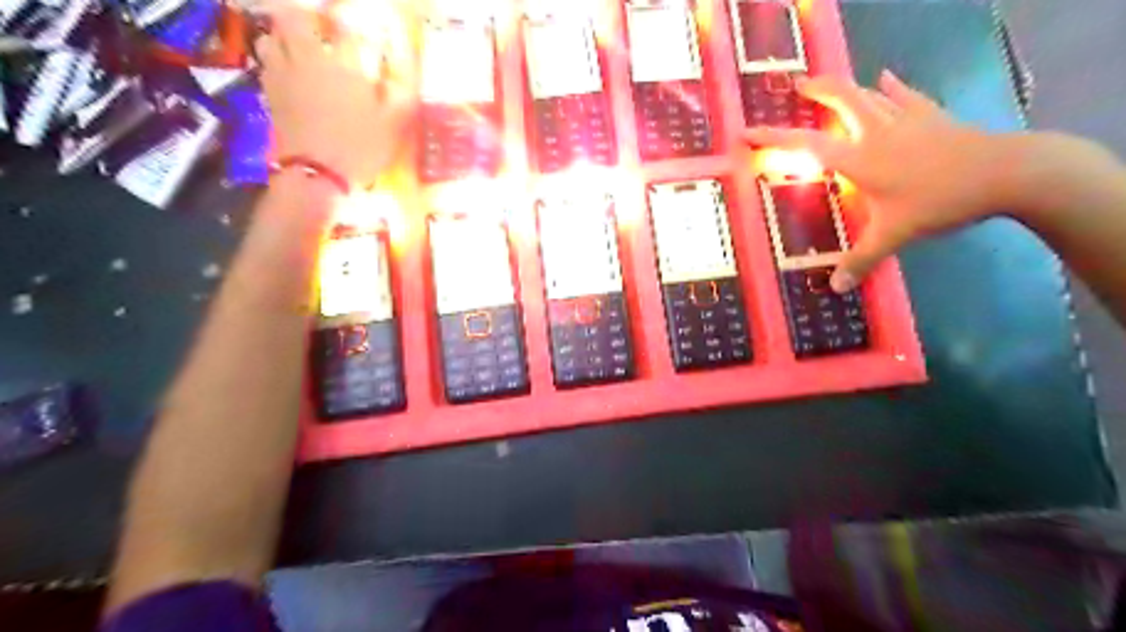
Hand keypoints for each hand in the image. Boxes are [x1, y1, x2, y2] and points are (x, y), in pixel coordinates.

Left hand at [255, 0, 417, 186]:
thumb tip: (405, 63)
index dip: (357, 28)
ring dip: (286, 36)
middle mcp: (310, 58)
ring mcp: (284, 74)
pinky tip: (289, 71)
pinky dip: (276, 59)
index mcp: (345, 63)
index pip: (347, 27)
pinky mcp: (270, 93)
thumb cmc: (362, 148)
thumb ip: (401, 89)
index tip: (369, 39)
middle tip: (323, 30)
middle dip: (307, 18)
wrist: (318, 175)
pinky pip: (267, 62)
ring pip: (273, 36)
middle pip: (294, 17)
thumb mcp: (395, 122)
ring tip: (302, 48)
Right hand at [745, 71, 1010, 293]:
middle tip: (798, 84)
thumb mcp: (895, 236)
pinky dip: (894, 86)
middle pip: (842, 102)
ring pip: (870, 95)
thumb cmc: (939, 202)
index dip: (773, 139)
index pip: (806, 146)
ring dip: (848, 89)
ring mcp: (906, 120)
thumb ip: (862, 261)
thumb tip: (836, 289)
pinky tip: (887, 77)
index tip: (746, 132)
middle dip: (818, 91)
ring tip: (831, 86)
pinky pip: (906, 96)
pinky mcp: (931, 117)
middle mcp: (876, 133)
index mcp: (859, 160)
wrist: (1004, 173)